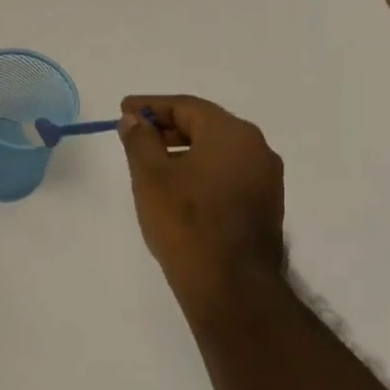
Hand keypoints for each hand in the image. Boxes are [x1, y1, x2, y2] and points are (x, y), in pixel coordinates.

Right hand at [118, 95, 286, 317]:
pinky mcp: (264, 205)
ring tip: (151, 162)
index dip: (151, 105)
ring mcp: (265, 179)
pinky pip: (227, 173)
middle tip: (134, 134)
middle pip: (206, 125)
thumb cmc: (185, 221)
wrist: (230, 284)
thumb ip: (140, 141)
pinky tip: (178, 187)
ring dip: (184, 150)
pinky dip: (200, 170)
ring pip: (218, 151)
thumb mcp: (151, 176)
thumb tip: (134, 119)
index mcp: (232, 133)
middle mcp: (257, 148)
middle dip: (167, 127)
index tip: (124, 109)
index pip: (187, 107)